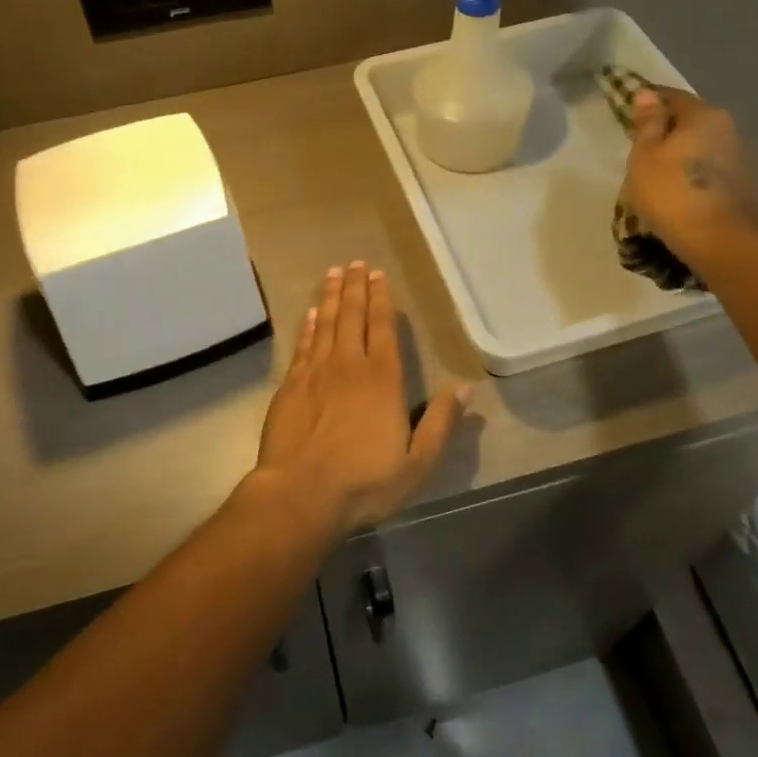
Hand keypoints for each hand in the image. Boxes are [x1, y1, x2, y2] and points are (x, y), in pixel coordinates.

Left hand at [250, 262, 469, 537]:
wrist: (301, 494)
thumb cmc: (365, 483)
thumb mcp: (418, 464)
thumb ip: (441, 424)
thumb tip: (466, 390)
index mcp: (383, 380)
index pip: (383, 328)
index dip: (381, 299)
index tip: (378, 275)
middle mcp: (349, 365)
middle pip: (352, 316)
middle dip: (355, 287)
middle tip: (355, 263)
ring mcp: (316, 373)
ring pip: (325, 323)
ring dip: (330, 296)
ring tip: (333, 274)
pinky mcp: (291, 385)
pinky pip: (303, 345)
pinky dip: (308, 325)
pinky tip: (310, 313)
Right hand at [622, 88, 757, 267]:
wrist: (725, 242)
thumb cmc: (673, 194)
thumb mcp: (645, 156)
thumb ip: (647, 123)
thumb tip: (647, 94)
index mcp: (704, 114)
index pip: (671, 96)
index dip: (648, 102)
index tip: (628, 114)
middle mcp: (730, 127)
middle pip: (692, 121)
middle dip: (668, 130)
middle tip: (642, 149)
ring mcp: (744, 156)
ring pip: (705, 146)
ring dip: (685, 154)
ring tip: (662, 174)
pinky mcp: (749, 184)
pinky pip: (715, 169)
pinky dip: (698, 174)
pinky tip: (684, 191)